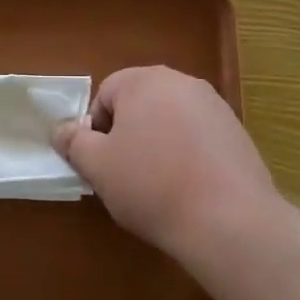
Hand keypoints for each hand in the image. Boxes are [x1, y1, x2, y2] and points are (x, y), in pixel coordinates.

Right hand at [54, 66, 277, 253]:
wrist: (228, 219)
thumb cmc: (151, 186)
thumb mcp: (98, 167)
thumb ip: (74, 142)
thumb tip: (63, 130)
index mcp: (144, 81)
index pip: (105, 94)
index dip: (96, 130)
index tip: (102, 163)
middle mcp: (181, 82)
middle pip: (140, 104)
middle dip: (128, 134)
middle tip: (125, 174)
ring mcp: (215, 105)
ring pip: (170, 120)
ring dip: (158, 144)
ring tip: (159, 185)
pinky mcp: (237, 131)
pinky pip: (198, 136)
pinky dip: (188, 155)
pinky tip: (190, 188)